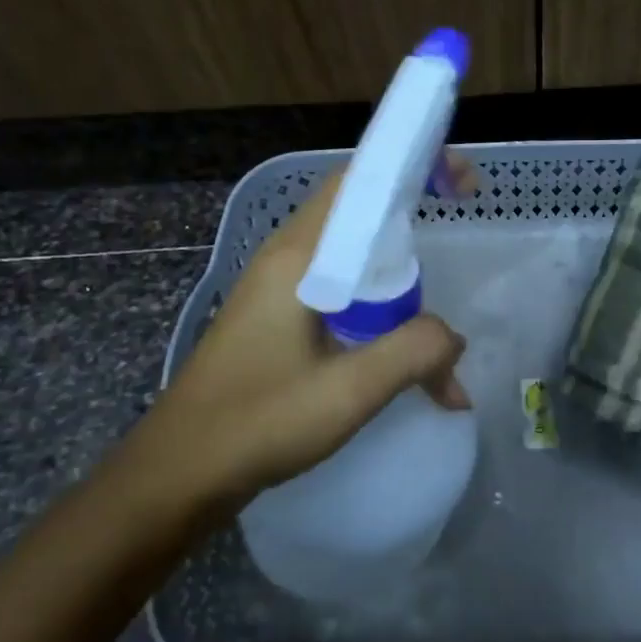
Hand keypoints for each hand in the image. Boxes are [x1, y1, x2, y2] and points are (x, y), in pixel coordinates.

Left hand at [140, 155, 473, 506]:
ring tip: (432, 321)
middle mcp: (287, 259)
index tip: (461, 186)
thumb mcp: (350, 391)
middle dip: (414, 222)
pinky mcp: (278, 319)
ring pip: (354, 259)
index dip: (412, 168)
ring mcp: (279, 290)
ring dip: (399, 280)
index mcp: (299, 258)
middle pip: (360, 215)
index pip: (358, 182)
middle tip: (457, 241)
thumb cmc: (258, 422)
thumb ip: (415, 352)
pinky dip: (378, 309)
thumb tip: (453, 338)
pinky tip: (398, 353)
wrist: (179, 473)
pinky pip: (340, 292)